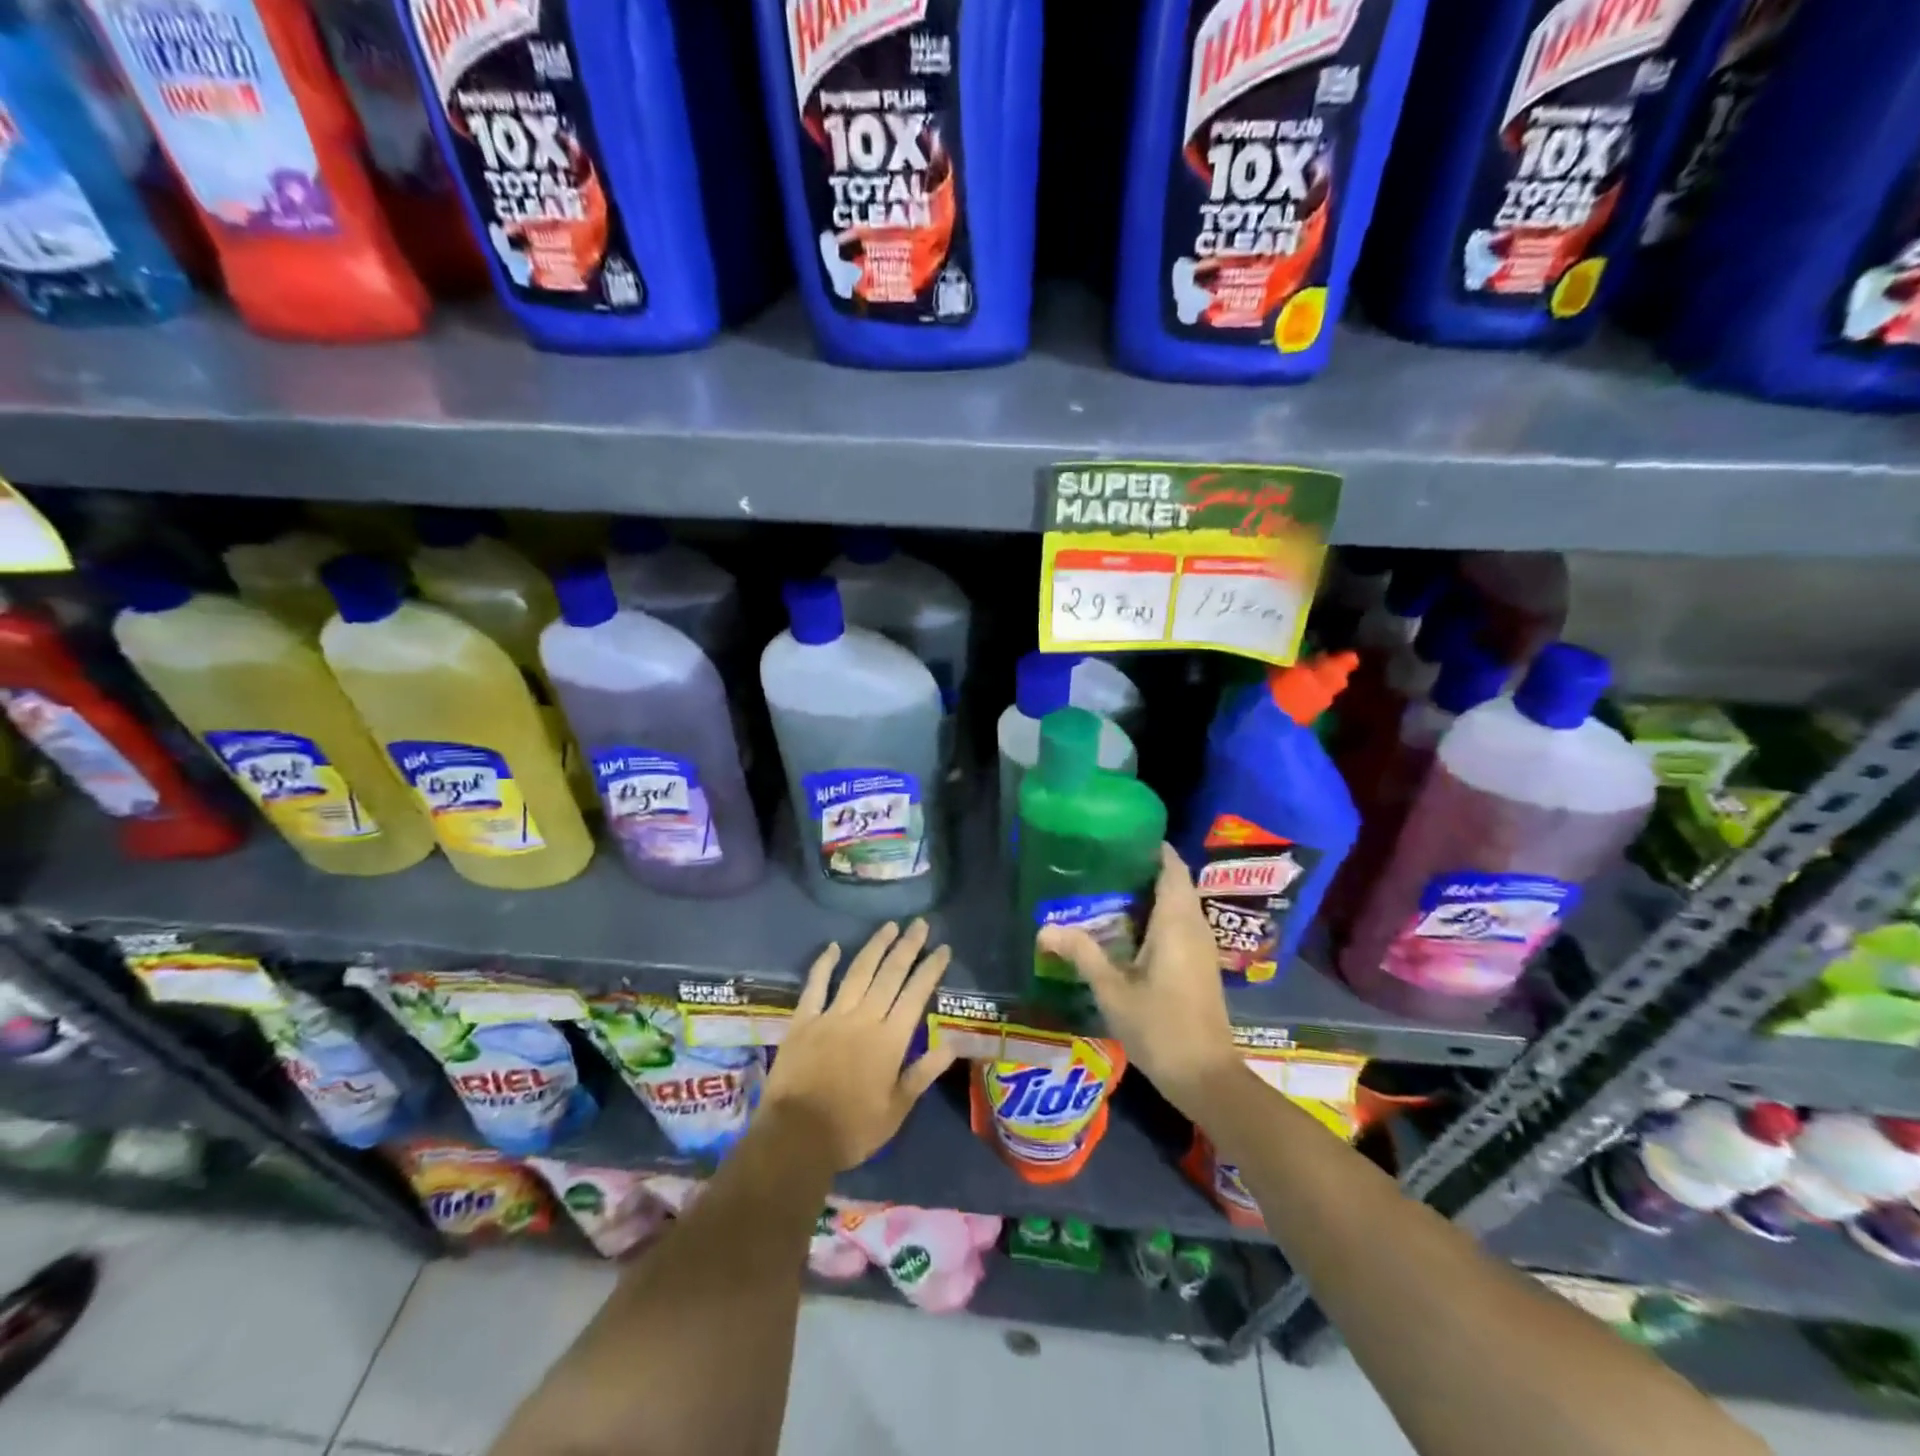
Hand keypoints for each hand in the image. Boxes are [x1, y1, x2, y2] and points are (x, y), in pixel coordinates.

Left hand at [761, 919, 957, 1170]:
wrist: (796, 1138)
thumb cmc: (852, 1130)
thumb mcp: (896, 1110)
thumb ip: (922, 1074)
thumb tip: (950, 1045)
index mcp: (890, 1040)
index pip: (916, 994)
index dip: (931, 969)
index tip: (943, 948)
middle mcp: (864, 1018)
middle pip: (890, 974)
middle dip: (908, 946)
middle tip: (920, 923)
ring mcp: (832, 1016)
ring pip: (858, 972)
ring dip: (875, 946)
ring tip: (890, 926)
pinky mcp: (804, 1021)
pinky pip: (815, 985)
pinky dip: (824, 964)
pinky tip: (833, 946)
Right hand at [1037, 845, 1243, 1117]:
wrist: (1206, 1077)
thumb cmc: (1160, 1027)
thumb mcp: (1112, 990)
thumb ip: (1081, 953)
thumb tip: (1044, 928)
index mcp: (1177, 923)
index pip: (1172, 867)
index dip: (1152, 847)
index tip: (1121, 836)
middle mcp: (1195, 927)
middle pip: (1176, 883)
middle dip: (1145, 869)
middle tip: (1104, 863)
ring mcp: (1202, 948)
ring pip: (1180, 905)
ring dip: (1152, 894)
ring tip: (1109, 889)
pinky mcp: (1201, 967)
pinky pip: (1181, 925)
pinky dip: (1159, 916)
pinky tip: (1128, 930)